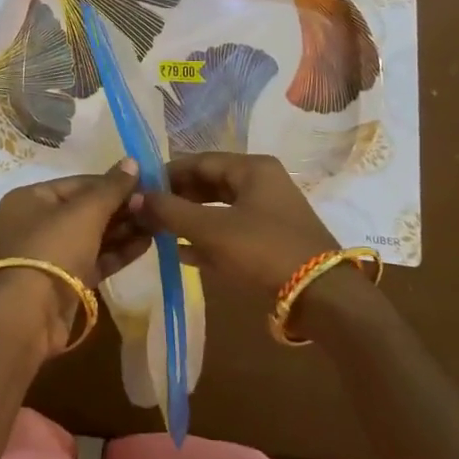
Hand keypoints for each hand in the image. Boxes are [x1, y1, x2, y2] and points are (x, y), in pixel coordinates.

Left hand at [0, 163, 143, 356]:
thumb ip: (112, 188)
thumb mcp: (85, 212)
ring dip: (123, 230)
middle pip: (86, 210)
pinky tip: (146, 244)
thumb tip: (132, 161)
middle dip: (121, 209)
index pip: (79, 183)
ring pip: (93, 236)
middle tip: (155, 206)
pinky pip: (95, 259)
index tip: (145, 184)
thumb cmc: (53, 248)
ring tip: (157, 224)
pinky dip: (117, 252)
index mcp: (32, 198)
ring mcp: (51, 254)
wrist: (29, 314)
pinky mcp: (65, 282)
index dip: (113, 183)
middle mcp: (37, 223)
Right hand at [134, 152, 340, 297]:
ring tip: (160, 232)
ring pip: (220, 208)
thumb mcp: (212, 229)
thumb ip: (171, 212)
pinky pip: (232, 230)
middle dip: (178, 197)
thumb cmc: (264, 251)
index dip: (167, 173)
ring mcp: (270, 212)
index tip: (139, 188)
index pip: (200, 161)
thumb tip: (136, 198)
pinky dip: (209, 238)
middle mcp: (263, 183)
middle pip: (210, 183)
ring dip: (191, 219)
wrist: (322, 297)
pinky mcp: (273, 240)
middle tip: (147, 212)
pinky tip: (184, 254)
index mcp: (253, 168)